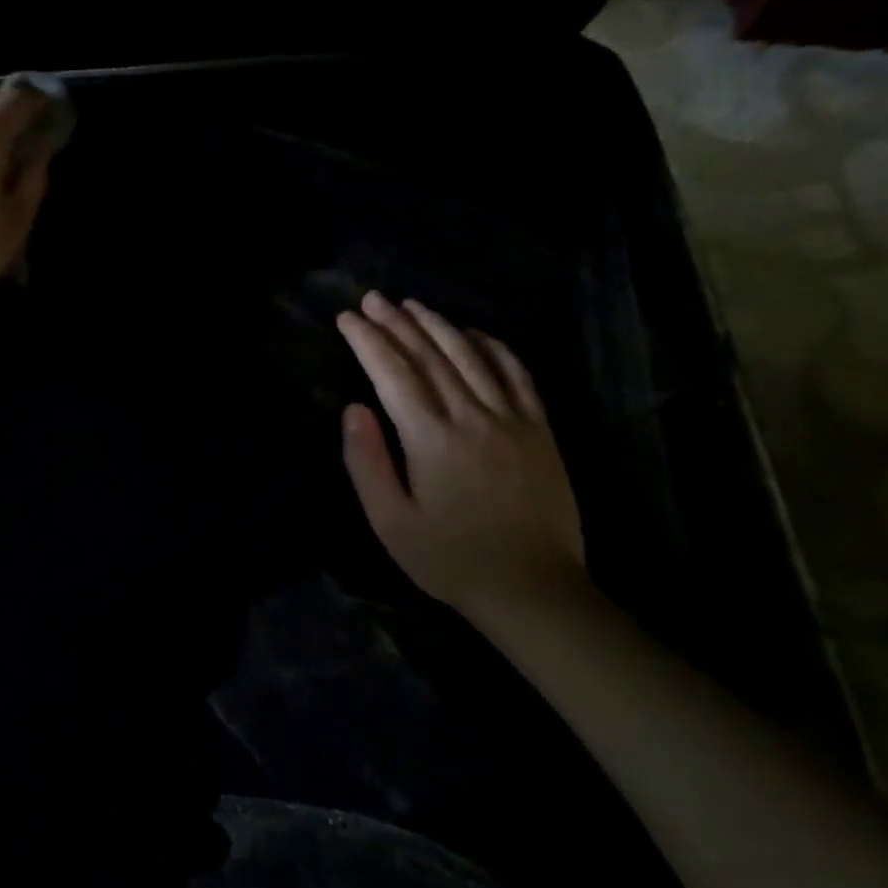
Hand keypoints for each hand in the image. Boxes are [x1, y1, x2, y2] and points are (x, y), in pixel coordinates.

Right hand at [337, 291, 588, 616]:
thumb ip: (366, 462)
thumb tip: (353, 408)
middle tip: (372, 299)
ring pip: (471, 356)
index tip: (347, 318)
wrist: (532, 588)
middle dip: (396, 322)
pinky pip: (517, 374)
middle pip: (430, 355)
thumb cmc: (449, 559)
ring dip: (438, 325)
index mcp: (430, 438)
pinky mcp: (540, 430)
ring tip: (413, 305)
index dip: (367, 341)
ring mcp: (512, 419)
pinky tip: (474, 332)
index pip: (392, 373)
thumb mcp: (390, 521)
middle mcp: (471, 416)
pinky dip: (493, 346)